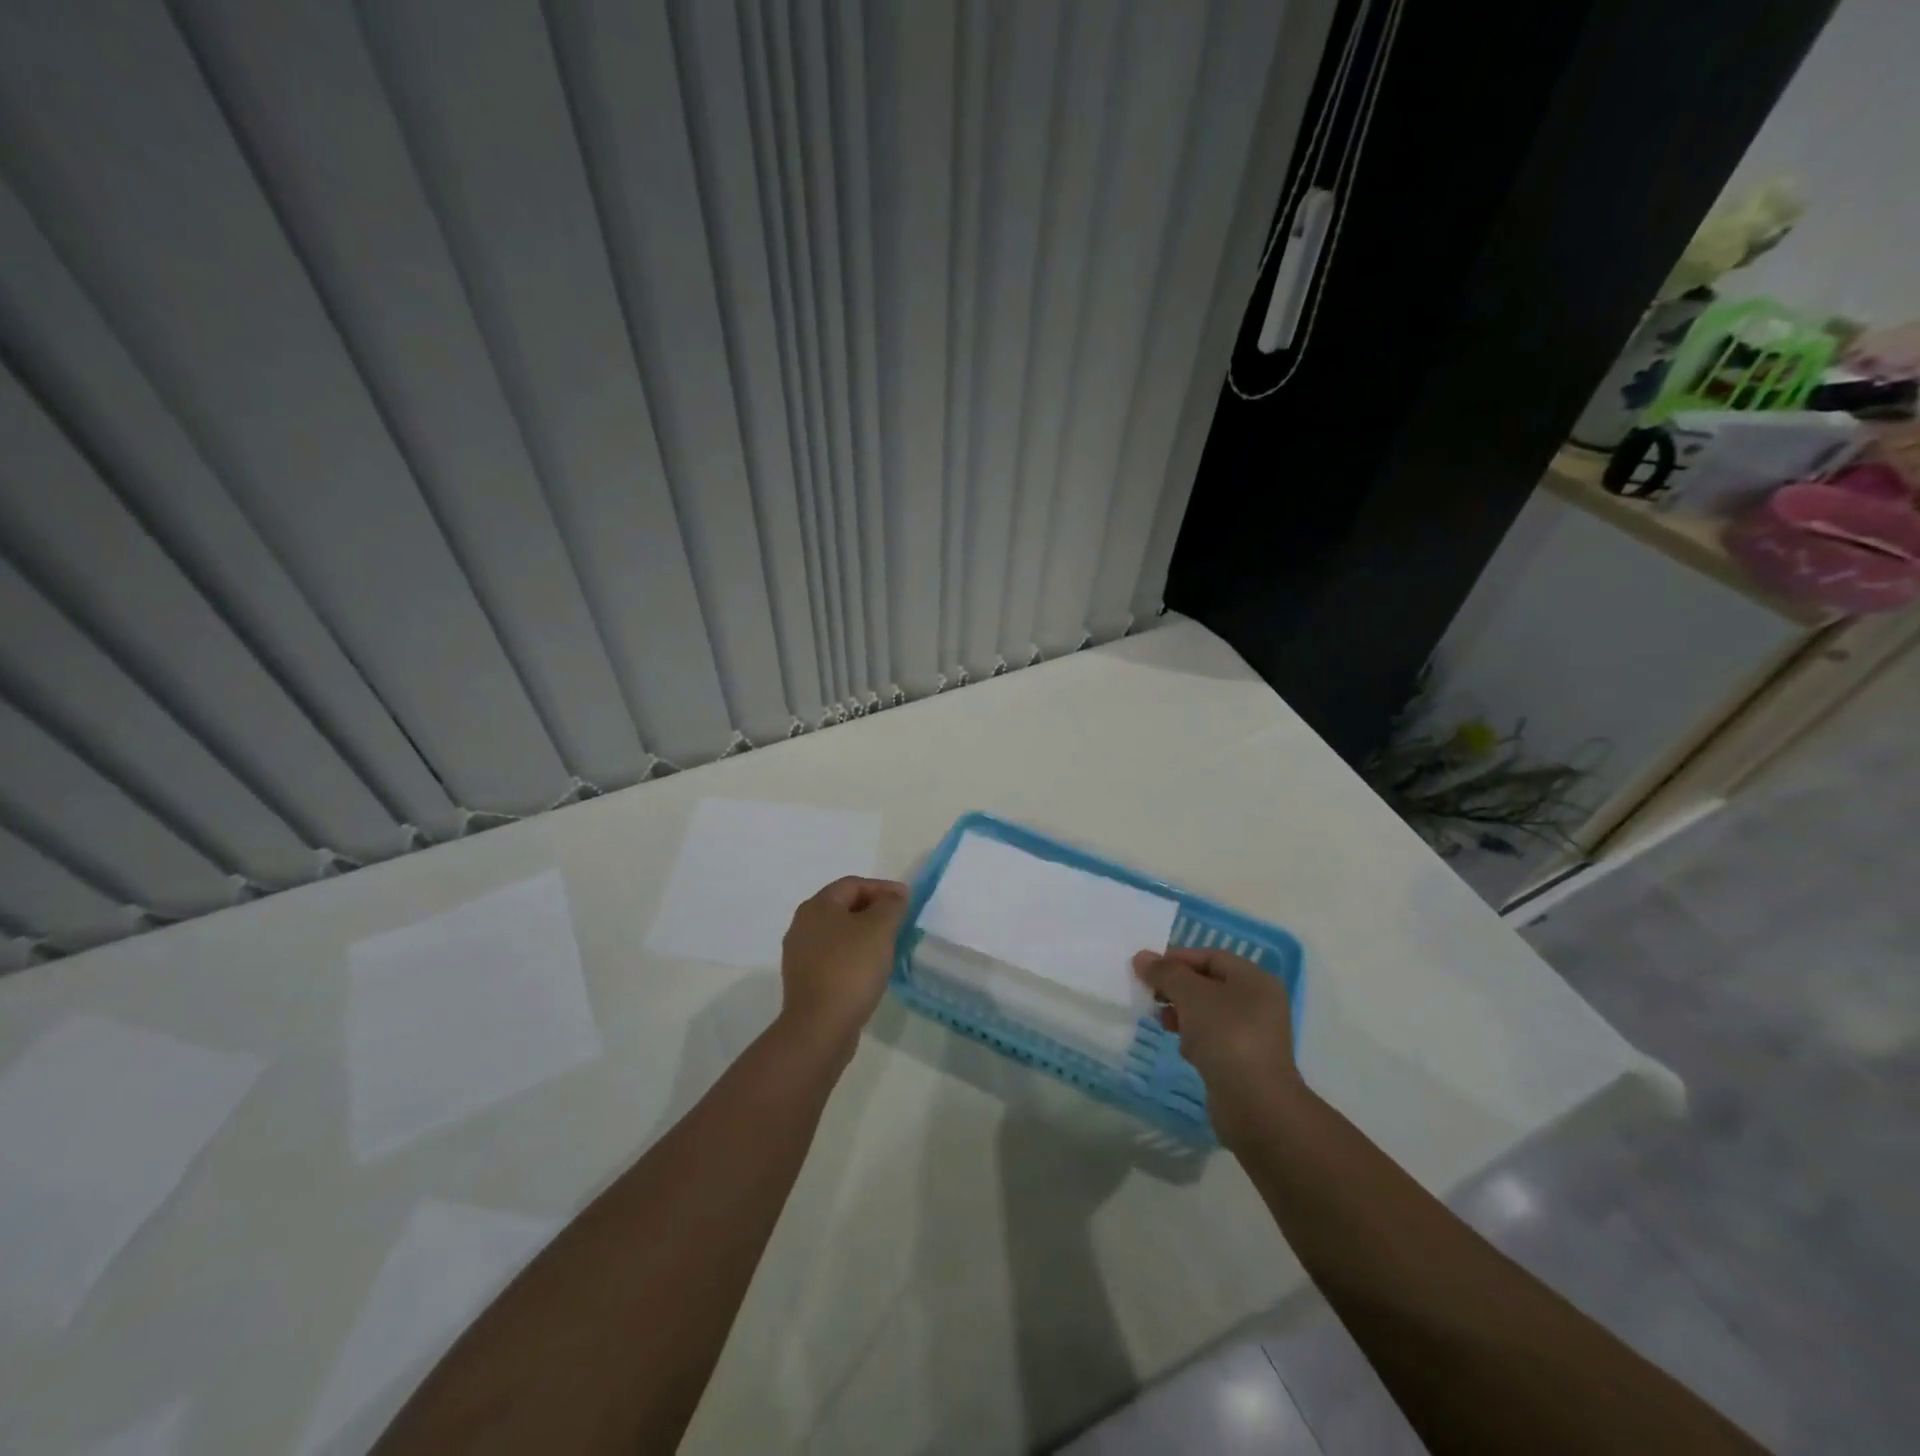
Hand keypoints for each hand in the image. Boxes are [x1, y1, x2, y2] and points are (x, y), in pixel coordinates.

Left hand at [778, 877, 910, 1059]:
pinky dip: (854, 956)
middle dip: (874, 911)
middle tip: (900, 921)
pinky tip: (871, 970)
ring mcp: (800, 955)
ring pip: (839, 934)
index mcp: (817, 907)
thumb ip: (891, 906)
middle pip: (843, 907)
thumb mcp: (879, 929)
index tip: (907, 900)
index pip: (853, 884)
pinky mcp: (805, 981)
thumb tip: (895, 895)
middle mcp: (802, 925)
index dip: (882, 888)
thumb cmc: (851, 969)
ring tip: (889, 946)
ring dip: (864, 935)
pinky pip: (834, 958)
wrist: (819, 1027)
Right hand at [1133, 947, 1300, 1147]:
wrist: (1255, 1104)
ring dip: (1183, 1014)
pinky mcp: (1245, 1061)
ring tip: (1163, 1023)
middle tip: (1150, 996)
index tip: (1146, 970)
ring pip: (1208, 1013)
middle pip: (1208, 984)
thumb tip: (1141, 957)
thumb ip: (1166, 972)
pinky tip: (1184, 1050)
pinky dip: (1195, 1039)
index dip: (1176, 959)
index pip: (1210, 956)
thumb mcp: (1191, 995)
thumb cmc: (1226, 1036)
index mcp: (1254, 979)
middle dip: (1177, 988)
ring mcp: (1254, 1034)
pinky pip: (1214, 1039)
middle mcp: (1259, 1002)